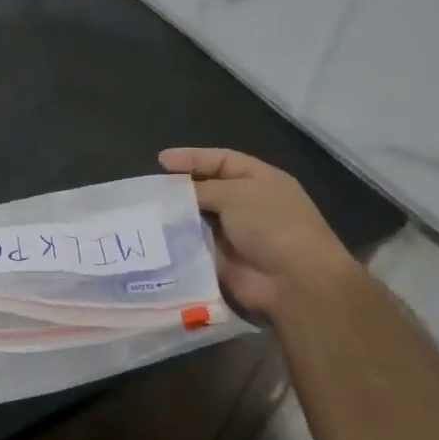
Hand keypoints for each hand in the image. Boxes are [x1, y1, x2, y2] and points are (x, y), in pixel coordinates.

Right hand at [160, 148, 354, 319]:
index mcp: (260, 180)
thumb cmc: (271, 225)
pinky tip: (154, 238)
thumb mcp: (237, 194)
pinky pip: (194, 246)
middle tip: (149, 189)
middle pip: (208, 189)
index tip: (161, 160)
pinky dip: (177, 242)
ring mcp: (235, 234)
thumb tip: (176, 194)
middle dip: (180, 188)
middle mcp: (248, 204)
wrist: (293, 281)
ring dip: (175, 216)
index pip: (222, 161)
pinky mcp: (222, 260)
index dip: (192, 158)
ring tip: (145, 211)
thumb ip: (202, 189)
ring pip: (197, 218)